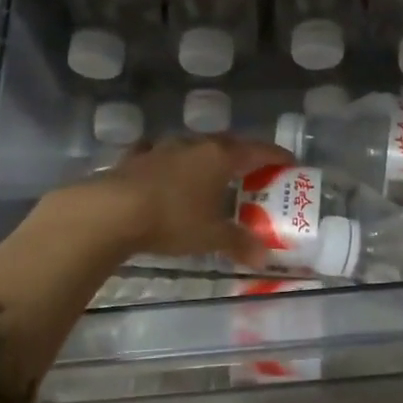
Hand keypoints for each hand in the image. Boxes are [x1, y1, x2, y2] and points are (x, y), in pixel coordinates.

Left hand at [50, 135, 289, 267]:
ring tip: (211, 174)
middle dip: (243, 157)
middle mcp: (195, 145)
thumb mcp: (211, 236)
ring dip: (206, 158)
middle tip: (253, 172)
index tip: (290, 163)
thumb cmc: (173, 219)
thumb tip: (263, 258)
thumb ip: (239, 243)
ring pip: (193, 147)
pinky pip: (159, 155)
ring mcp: (163, 148)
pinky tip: (165, 171)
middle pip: (228, 144)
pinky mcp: (136, 158)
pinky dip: (169, 163)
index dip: (277, 157)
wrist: (111, 211)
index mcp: (221, 157)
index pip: (258, 150)